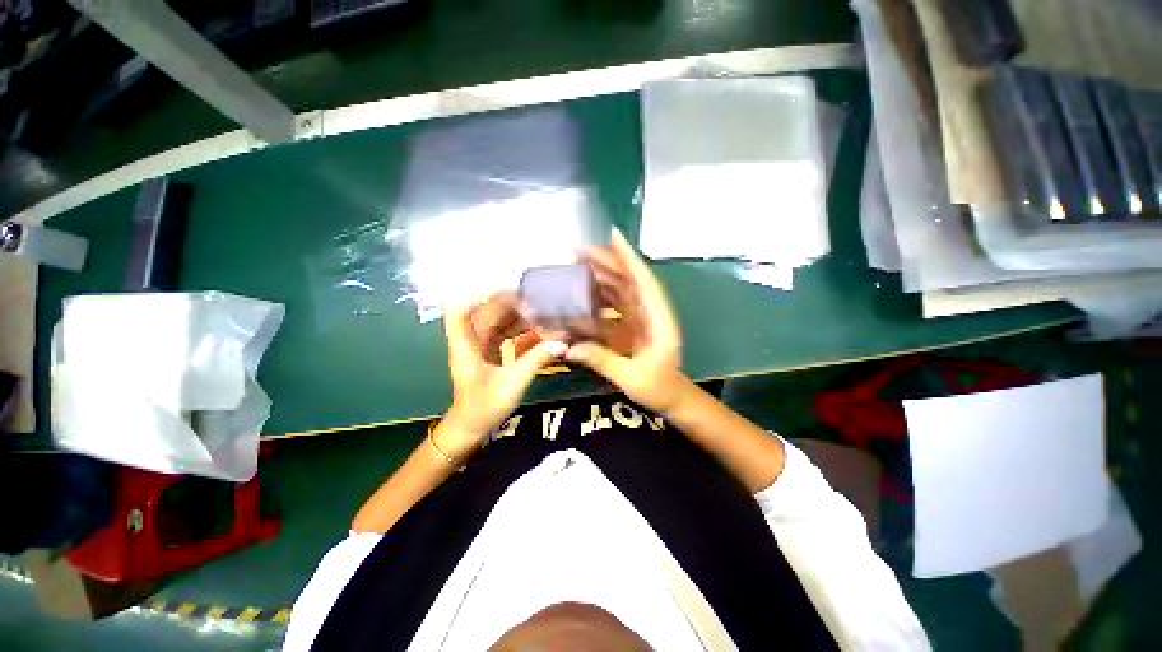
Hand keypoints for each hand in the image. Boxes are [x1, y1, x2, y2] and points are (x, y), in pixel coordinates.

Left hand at [443, 293, 566, 452]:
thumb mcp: (512, 383)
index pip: (460, 310)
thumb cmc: (484, 406)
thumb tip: (561, 343)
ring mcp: (481, 347)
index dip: (477, 295)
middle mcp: (471, 341)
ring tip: (542, 313)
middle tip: (536, 301)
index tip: (505, 289)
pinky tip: (538, 333)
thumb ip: (536, 360)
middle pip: (486, 313)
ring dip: (518, 318)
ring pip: (498, 323)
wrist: (472, 427)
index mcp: (466, 345)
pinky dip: (520, 332)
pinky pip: (505, 336)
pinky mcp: (490, 354)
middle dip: (509, 304)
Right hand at [567, 229, 690, 414]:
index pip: (643, 281)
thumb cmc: (660, 387)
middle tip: (577, 251)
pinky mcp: (631, 324)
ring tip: (576, 264)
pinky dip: (599, 293)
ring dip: (600, 274)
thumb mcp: (631, 377)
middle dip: (605, 261)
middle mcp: (650, 311)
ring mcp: (640, 316)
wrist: (673, 397)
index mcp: (658, 319)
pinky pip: (614, 303)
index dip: (628, 257)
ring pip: (620, 288)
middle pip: (628, 279)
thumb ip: (602, 361)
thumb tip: (569, 348)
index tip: (612, 236)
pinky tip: (582, 289)